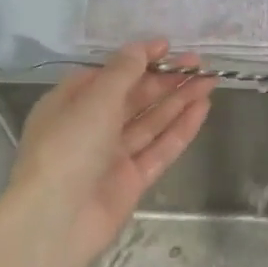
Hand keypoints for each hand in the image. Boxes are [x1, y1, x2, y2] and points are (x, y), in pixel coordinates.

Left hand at [4, 40, 211, 266]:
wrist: (58, 219)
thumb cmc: (68, 148)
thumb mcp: (94, 100)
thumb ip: (123, 72)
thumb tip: (142, 48)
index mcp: (70, 104)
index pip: (108, 75)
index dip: (138, 60)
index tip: (169, 47)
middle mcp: (90, 127)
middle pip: (134, 98)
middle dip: (166, 80)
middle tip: (200, 64)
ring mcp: (113, 155)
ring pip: (151, 122)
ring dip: (178, 101)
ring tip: (209, 82)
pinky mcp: (132, 180)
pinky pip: (160, 149)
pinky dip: (180, 129)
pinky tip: (201, 110)